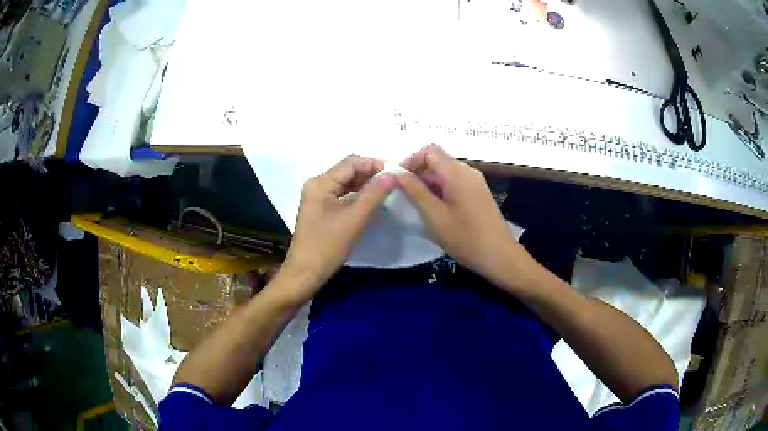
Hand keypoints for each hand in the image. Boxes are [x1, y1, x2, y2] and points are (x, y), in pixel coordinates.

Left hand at [281, 155, 395, 300]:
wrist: (305, 273)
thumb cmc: (328, 246)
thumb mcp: (355, 219)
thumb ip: (375, 194)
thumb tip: (393, 174)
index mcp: (321, 182)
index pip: (352, 162)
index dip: (376, 163)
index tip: (398, 172)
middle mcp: (318, 184)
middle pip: (349, 170)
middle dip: (372, 173)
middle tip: (396, 181)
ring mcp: (318, 197)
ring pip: (347, 182)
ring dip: (367, 184)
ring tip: (389, 189)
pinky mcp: (321, 209)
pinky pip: (343, 194)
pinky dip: (358, 195)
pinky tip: (373, 200)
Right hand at [397, 144, 520, 282]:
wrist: (498, 255)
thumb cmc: (464, 237)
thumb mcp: (434, 215)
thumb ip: (415, 191)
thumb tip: (397, 172)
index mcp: (456, 172)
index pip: (429, 150)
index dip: (410, 160)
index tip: (398, 179)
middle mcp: (467, 170)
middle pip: (438, 159)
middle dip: (418, 172)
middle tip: (403, 193)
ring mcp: (475, 181)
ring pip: (445, 171)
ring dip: (428, 181)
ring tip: (415, 202)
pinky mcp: (478, 192)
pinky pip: (455, 181)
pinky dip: (440, 188)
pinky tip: (434, 208)